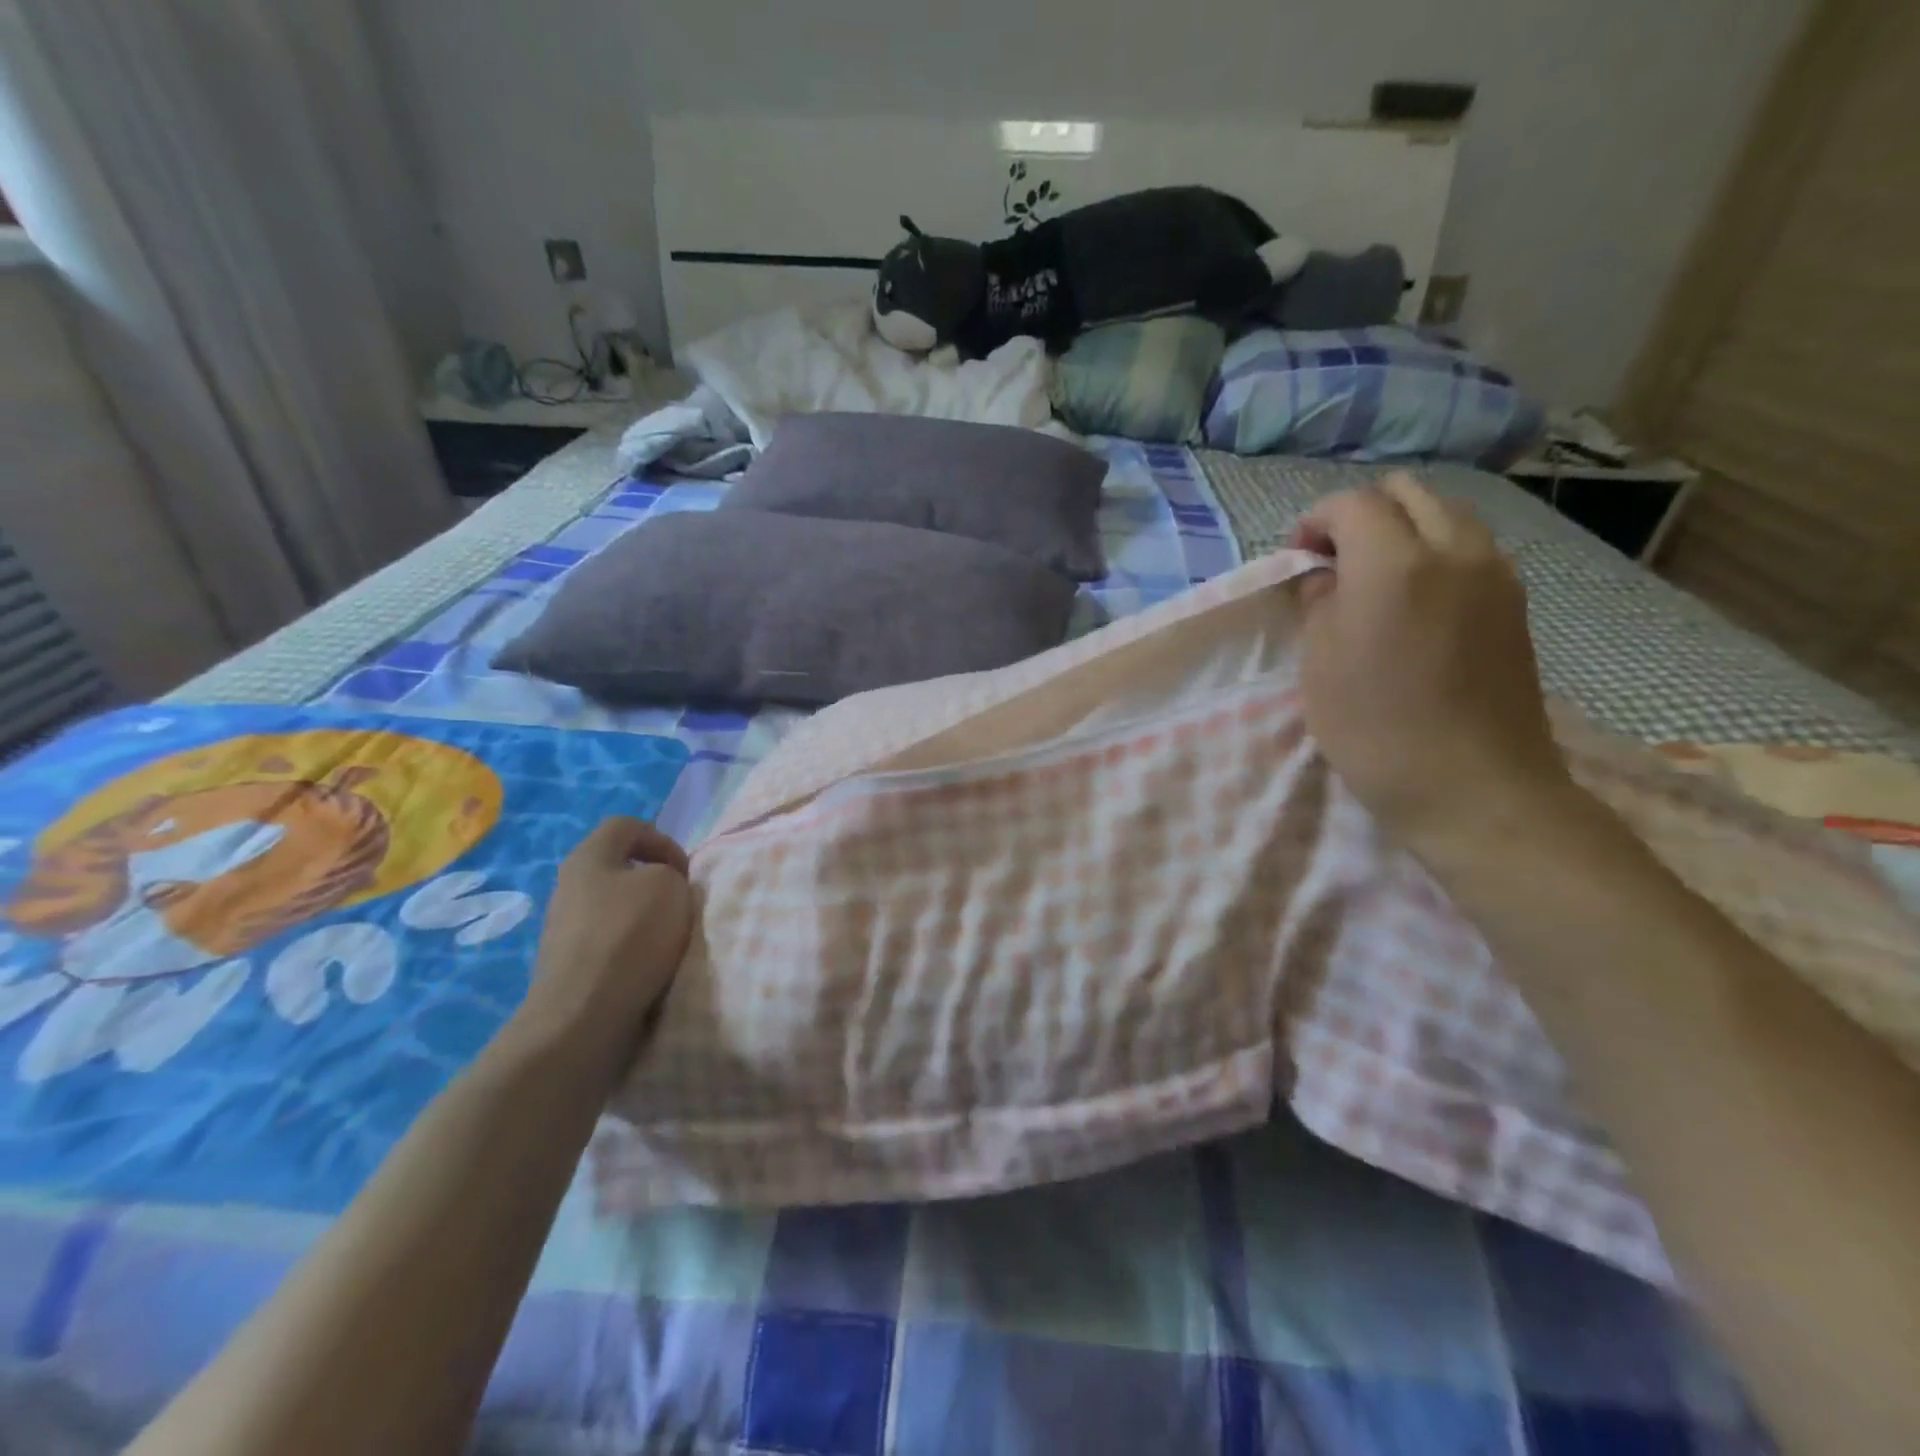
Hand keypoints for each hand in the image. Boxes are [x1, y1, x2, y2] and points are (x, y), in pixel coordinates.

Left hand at [513, 818, 694, 1073]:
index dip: (663, 840)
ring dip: (645, 919)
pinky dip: (632, 951)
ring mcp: (563, 930)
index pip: (627, 826)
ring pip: (615, 908)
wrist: (583, 1017)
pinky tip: (648, 968)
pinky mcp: (568, 967)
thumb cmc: (630, 936)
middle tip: (680, 904)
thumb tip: (658, 888)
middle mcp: (568, 888)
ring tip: (669, 941)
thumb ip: (669, 873)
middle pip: (619, 869)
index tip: (686, 872)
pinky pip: (608, 944)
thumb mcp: (670, 885)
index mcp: (588, 858)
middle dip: (655, 883)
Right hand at [1291, 474, 1578, 859]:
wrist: (1473, 787)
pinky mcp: (1514, 601)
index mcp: (1395, 564)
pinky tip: (1415, 600)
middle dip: (1362, 514)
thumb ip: (1318, 604)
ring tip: (1374, 579)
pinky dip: (1435, 551)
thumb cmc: (1376, 728)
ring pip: (1446, 514)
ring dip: (1403, 529)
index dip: (1314, 522)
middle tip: (1333, 560)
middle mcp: (1454, 550)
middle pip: (1407, 492)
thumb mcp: (1320, 664)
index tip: (1297, 559)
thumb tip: (1327, 578)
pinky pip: (1471, 547)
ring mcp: (1495, 573)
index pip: (1351, 504)